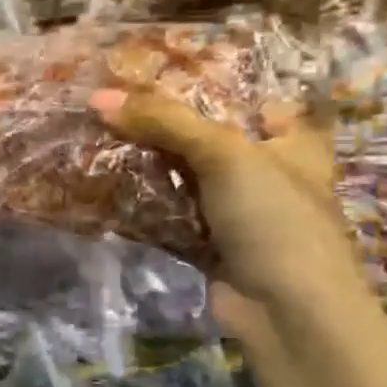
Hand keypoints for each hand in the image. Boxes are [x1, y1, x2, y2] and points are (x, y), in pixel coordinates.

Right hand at [90, 87, 361, 335]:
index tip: (153, 74)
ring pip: (181, 178)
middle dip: (160, 126)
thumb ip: (164, 121)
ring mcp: (234, 213)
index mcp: (290, 142)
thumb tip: (97, 97)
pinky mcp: (207, 244)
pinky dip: (141, 203)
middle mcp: (263, 173)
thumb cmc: (274, 217)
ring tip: (96, 137)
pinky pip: (167, 214)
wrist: (286, 311)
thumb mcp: (224, 154)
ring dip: (144, 164)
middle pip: (204, 139)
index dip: (205, 87)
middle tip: (110, 105)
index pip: (247, 100)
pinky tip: (104, 185)